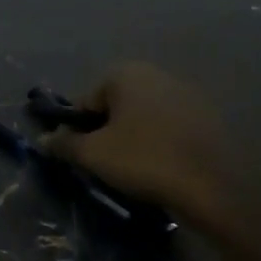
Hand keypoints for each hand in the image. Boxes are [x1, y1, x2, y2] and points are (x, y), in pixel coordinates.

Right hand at [37, 62, 246, 228]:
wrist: (216, 187)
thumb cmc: (145, 160)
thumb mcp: (93, 155)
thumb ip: (64, 144)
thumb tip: (45, 140)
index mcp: (125, 73)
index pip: (85, 102)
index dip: (77, 131)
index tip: (81, 157)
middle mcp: (156, 74)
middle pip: (115, 106)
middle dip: (106, 132)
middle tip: (106, 164)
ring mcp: (187, 94)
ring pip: (143, 117)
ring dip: (133, 138)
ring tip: (135, 170)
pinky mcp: (209, 117)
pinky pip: (170, 128)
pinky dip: (160, 143)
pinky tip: (162, 169)